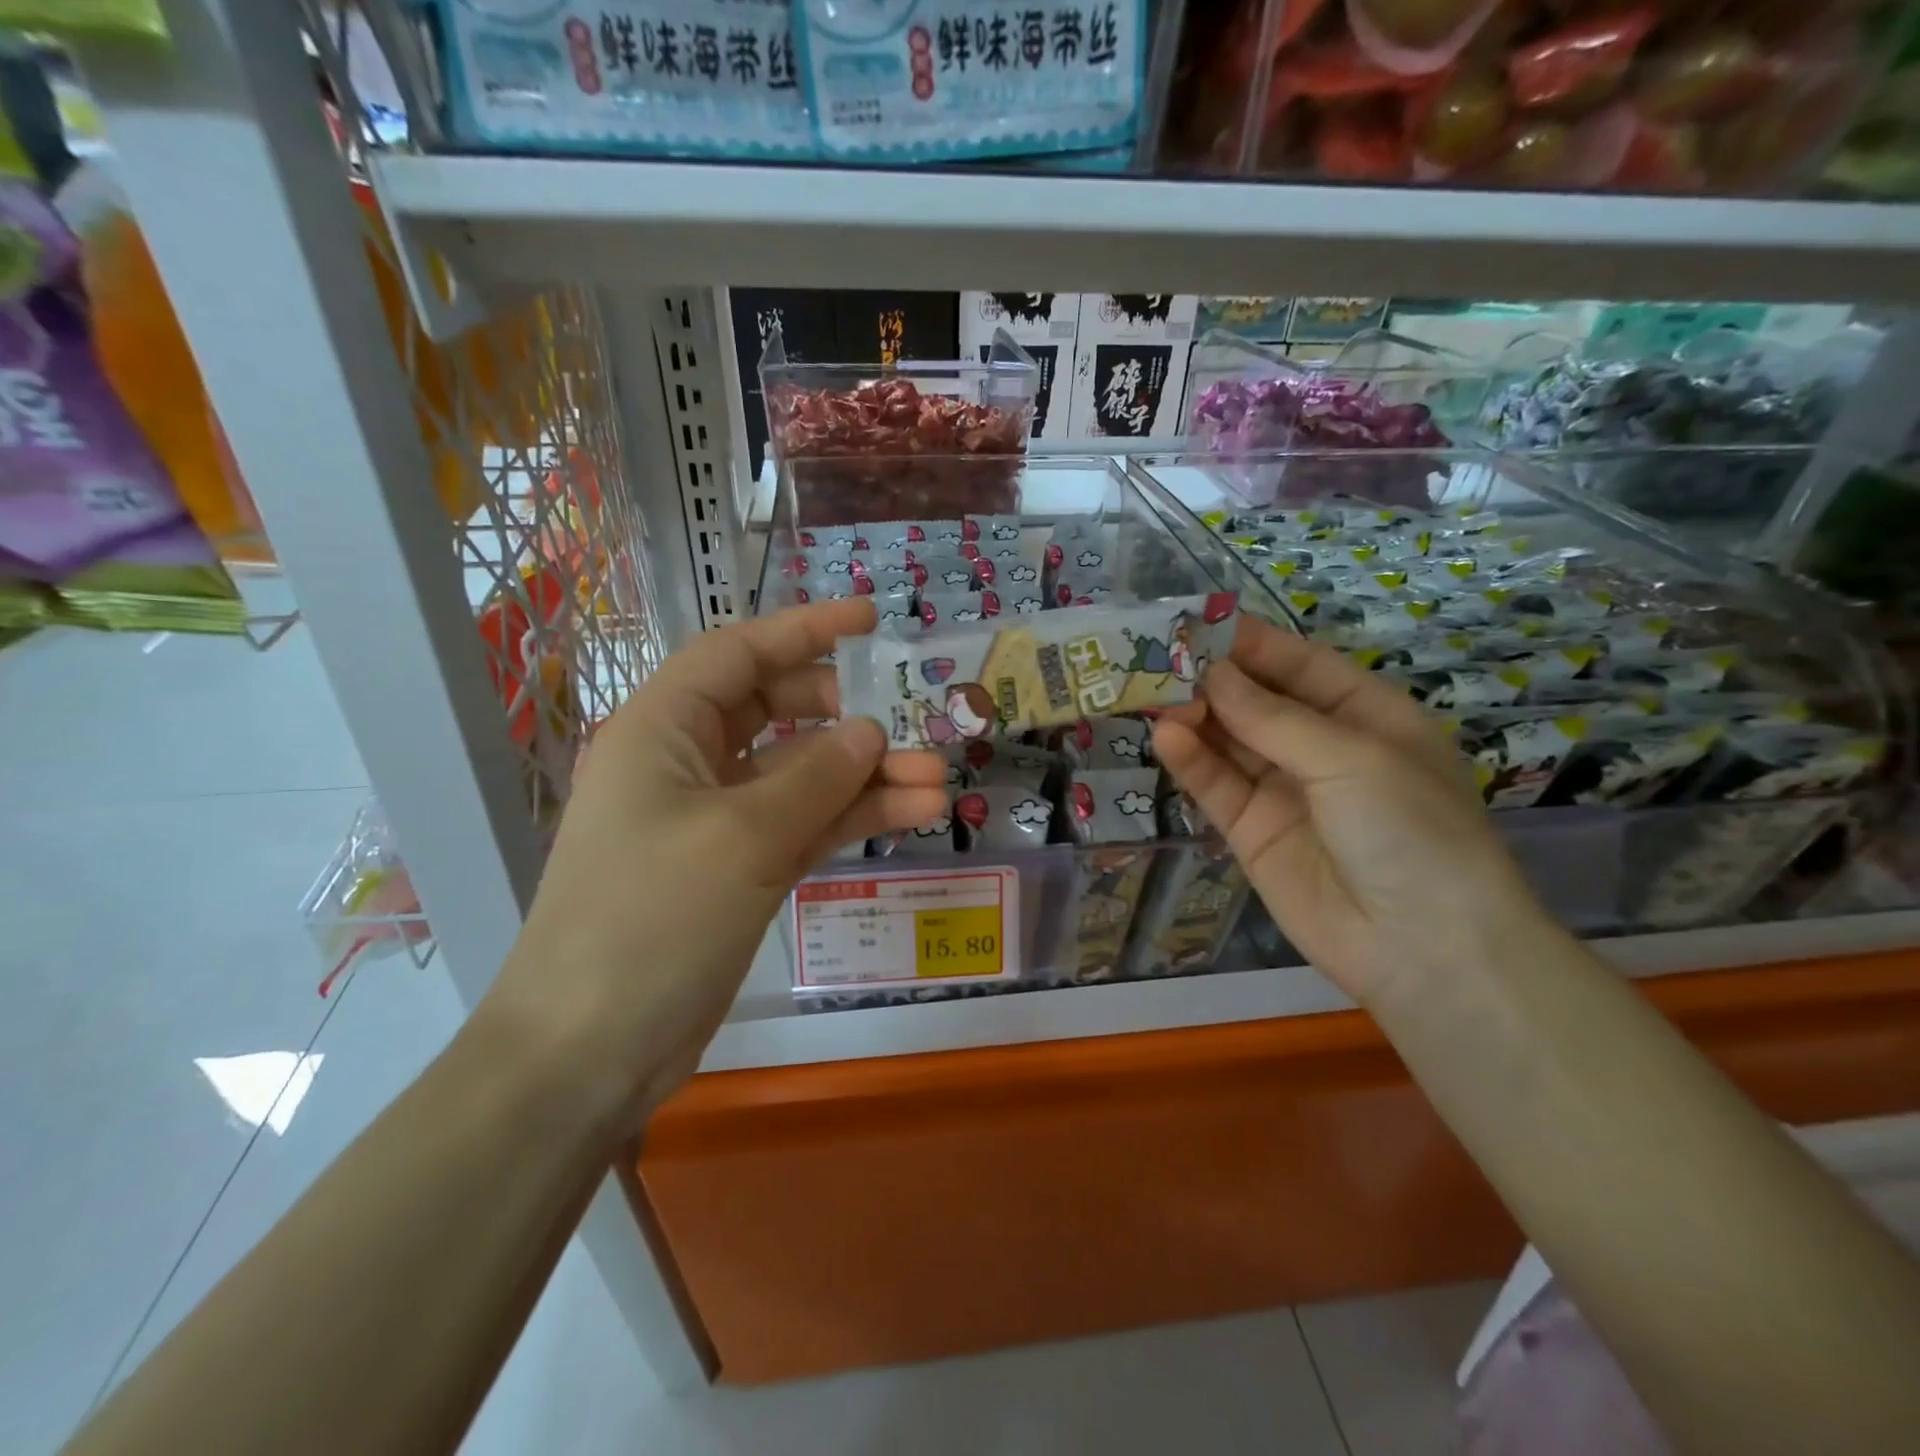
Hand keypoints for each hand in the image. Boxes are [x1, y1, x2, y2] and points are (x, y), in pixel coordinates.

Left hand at [488, 599, 947, 1121]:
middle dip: (848, 718)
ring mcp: (715, 819)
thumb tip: (870, 731)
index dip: (806, 630)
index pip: (739, 653)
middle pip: (778, 713)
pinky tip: (911, 814)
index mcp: (662, 728)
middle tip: (909, 729)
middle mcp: (687, 762)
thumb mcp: (742, 837)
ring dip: (866, 776)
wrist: (589, 1051)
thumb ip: (816, 776)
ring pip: (801, 775)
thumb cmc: (650, 920)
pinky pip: (803, 824)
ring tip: (938, 782)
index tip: (871, 620)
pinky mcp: (738, 868)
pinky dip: (852, 817)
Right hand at [1152, 615, 1548, 1009]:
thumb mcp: (1351, 759)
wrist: (1423, 949)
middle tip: (1157, 658)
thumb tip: (1211, 674)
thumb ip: (1273, 717)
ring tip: (1152, 695)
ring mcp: (1284, 790)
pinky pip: (1217, 786)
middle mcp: (1321, 747)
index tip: (1196, 623)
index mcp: (1366, 715)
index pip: (1299, 665)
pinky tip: (1166, 737)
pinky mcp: (1251, 830)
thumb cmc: (1410, 831)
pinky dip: (1191, 762)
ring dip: (1194, 717)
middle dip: (1212, 680)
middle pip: (1256, 701)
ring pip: (1229, 741)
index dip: (1250, 643)